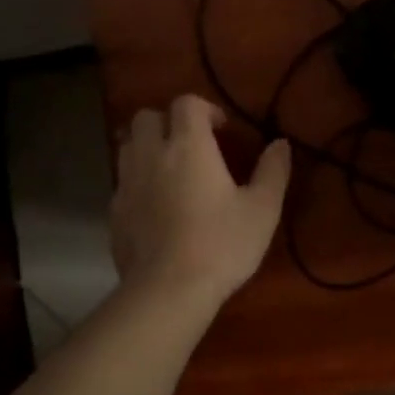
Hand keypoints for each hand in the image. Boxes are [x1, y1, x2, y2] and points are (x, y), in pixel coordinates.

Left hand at [110, 95, 291, 307]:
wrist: (168, 290)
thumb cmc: (222, 244)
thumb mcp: (263, 209)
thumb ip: (273, 170)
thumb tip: (280, 143)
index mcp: (189, 146)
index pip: (186, 103)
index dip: (205, 108)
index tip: (222, 129)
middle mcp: (151, 155)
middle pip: (147, 117)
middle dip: (169, 121)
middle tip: (192, 145)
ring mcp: (127, 183)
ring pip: (128, 145)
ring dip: (149, 147)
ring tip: (172, 169)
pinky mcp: (114, 212)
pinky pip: (123, 181)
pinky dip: (138, 180)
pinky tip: (157, 205)